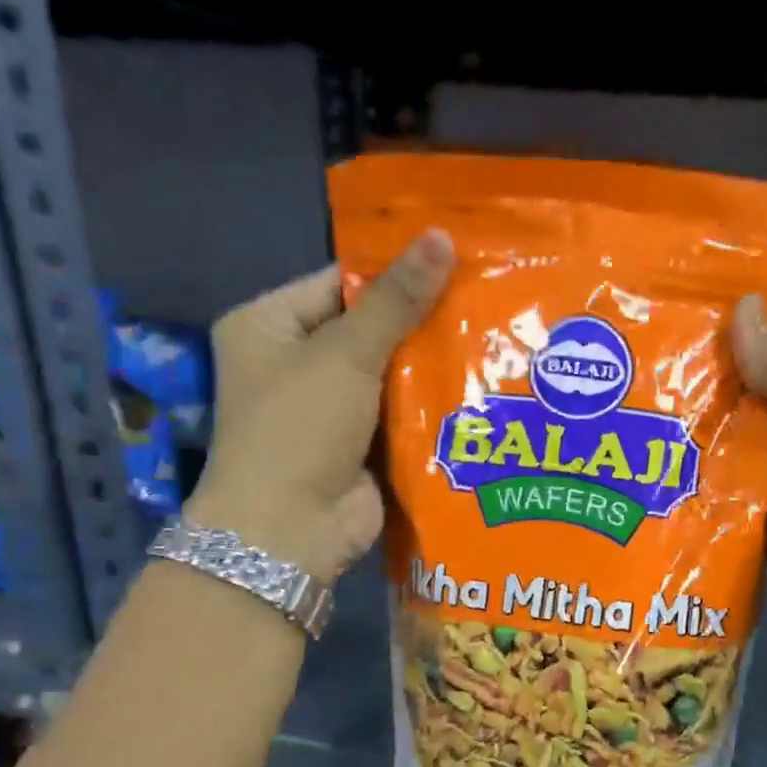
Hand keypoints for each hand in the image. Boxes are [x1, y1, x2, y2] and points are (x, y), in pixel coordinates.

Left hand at [187, 230, 454, 580]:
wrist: (291, 530)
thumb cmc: (300, 428)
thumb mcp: (345, 354)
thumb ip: (395, 300)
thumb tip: (440, 236)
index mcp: (270, 326)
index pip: (339, 282)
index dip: (394, 271)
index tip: (455, 260)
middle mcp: (296, 363)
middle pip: (369, 328)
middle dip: (422, 321)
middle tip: (486, 299)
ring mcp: (331, 410)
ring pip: (391, 374)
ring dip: (432, 365)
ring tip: (496, 337)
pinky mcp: (362, 447)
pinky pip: (402, 415)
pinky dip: (432, 406)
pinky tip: (481, 387)